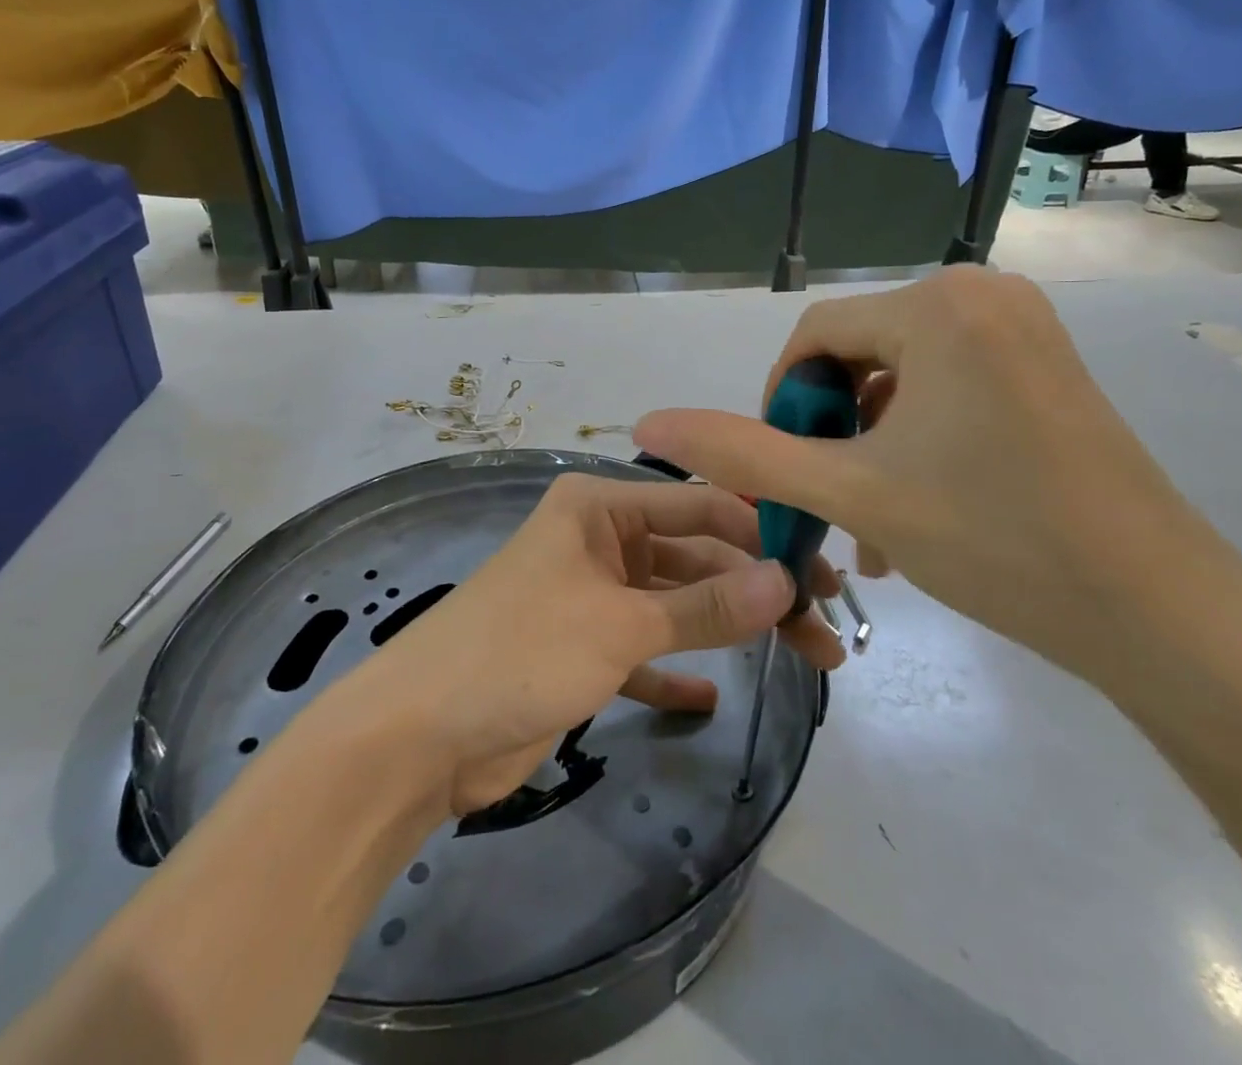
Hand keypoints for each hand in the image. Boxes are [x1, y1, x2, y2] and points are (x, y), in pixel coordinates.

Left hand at [336, 473, 844, 817]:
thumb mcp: (620, 623)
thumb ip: (706, 606)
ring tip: (805, 658)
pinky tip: (715, 696)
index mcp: (599, 507)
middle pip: (694, 557)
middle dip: (755, 589)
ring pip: (676, 605)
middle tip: (823, 628)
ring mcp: (591, 597)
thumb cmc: (520, 650)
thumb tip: (785, 582)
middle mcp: (599, 541)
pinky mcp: (583, 650)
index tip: (818, 567)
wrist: (419, 736)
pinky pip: (646, 650)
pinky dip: (678, 668)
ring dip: (730, 630)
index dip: (760, 532)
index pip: (698, 505)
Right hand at [632, 267, 1241, 708]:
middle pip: (859, 356)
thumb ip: (741, 454)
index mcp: (937, 304)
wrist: (1163, 614)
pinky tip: (916, 509)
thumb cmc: (996, 540)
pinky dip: (918, 440)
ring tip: (870, 526)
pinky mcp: (1046, 365)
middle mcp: (982, 293)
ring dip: (871, 446)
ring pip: (902, 378)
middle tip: (830, 506)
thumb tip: (648, 421)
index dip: (782, 405)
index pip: (814, 337)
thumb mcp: (850, 492)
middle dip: (831, 433)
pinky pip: (950, 388)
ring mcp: (1023, 328)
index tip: (784, 475)